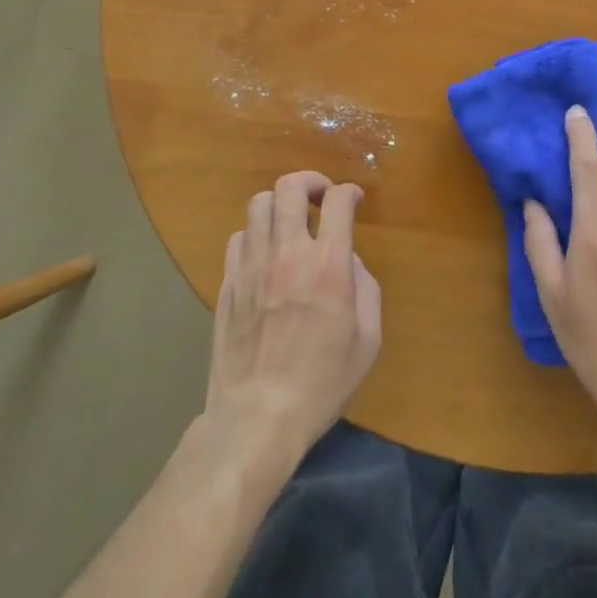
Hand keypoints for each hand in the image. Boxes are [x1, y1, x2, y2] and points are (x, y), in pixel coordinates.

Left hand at [204, 171, 381, 461]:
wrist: (259, 416)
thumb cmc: (322, 383)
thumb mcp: (367, 340)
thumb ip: (365, 287)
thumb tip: (348, 261)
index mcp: (328, 265)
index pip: (337, 200)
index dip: (349, 192)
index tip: (354, 201)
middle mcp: (289, 253)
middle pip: (290, 187)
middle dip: (310, 181)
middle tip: (321, 198)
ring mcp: (253, 265)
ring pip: (259, 204)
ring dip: (280, 204)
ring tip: (291, 222)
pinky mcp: (228, 282)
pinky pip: (239, 236)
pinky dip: (256, 234)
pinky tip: (266, 253)